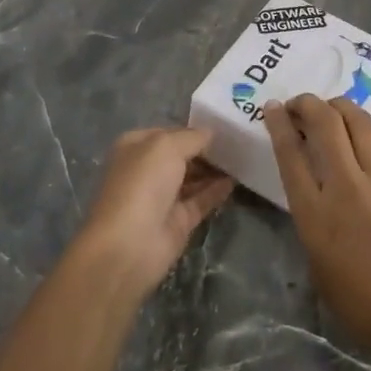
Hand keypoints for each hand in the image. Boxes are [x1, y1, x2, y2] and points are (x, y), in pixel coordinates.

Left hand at [73, 126, 233, 297]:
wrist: (129, 245)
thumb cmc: (142, 184)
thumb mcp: (167, 146)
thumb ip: (192, 137)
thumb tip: (210, 133)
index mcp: (135, 147)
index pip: (168, 132)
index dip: (192, 129)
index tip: (221, 126)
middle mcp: (147, 170)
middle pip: (181, 156)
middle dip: (205, 150)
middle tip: (236, 142)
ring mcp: (162, 198)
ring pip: (192, 179)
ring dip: (213, 170)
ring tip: (240, 158)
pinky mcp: (177, 222)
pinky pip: (200, 201)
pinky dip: (216, 191)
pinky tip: (234, 181)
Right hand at [265, 94, 370, 361]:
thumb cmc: (357, 298)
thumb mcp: (315, 258)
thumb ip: (309, 214)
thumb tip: (311, 184)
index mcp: (315, 212)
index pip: (290, 153)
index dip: (279, 123)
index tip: (273, 107)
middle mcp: (345, 186)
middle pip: (324, 124)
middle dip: (307, 104)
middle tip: (299, 105)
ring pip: (357, 122)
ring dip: (339, 106)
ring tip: (330, 108)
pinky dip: (367, 125)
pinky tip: (362, 126)